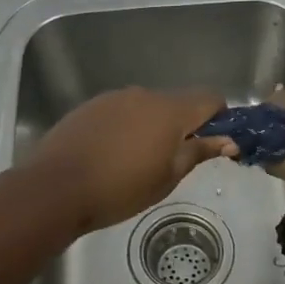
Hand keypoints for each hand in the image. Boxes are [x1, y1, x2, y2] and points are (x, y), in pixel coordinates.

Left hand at [25, 87, 236, 234]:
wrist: (56, 187)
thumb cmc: (120, 189)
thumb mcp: (167, 177)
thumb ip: (198, 152)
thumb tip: (229, 140)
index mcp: (170, 110)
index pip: (209, 98)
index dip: (219, 117)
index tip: (214, 143)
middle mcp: (144, 94)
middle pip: (177, 101)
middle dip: (183, 125)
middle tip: (174, 160)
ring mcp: (113, 98)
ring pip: (147, 106)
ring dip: (153, 125)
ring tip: (138, 160)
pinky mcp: (90, 106)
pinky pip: (121, 111)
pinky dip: (126, 126)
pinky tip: (112, 154)